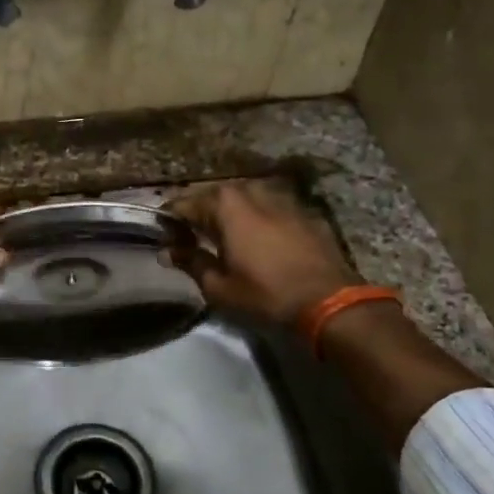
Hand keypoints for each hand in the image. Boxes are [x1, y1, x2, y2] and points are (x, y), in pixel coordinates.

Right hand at [166, 179, 359, 323]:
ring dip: (231, 214)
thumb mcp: (218, 286)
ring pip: (246, 199)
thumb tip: (168, 251)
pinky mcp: (306, 213)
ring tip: (224, 236)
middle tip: (190, 236)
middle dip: (200, 213)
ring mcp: (283, 199)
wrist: (329, 301)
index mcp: (226, 205)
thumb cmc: (265, 294)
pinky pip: (272, 209)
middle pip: (216, 197)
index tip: (164, 238)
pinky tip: (259, 240)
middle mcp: (252, 191)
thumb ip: (190, 262)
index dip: (170, 221)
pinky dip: (259, 219)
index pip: (185, 204)